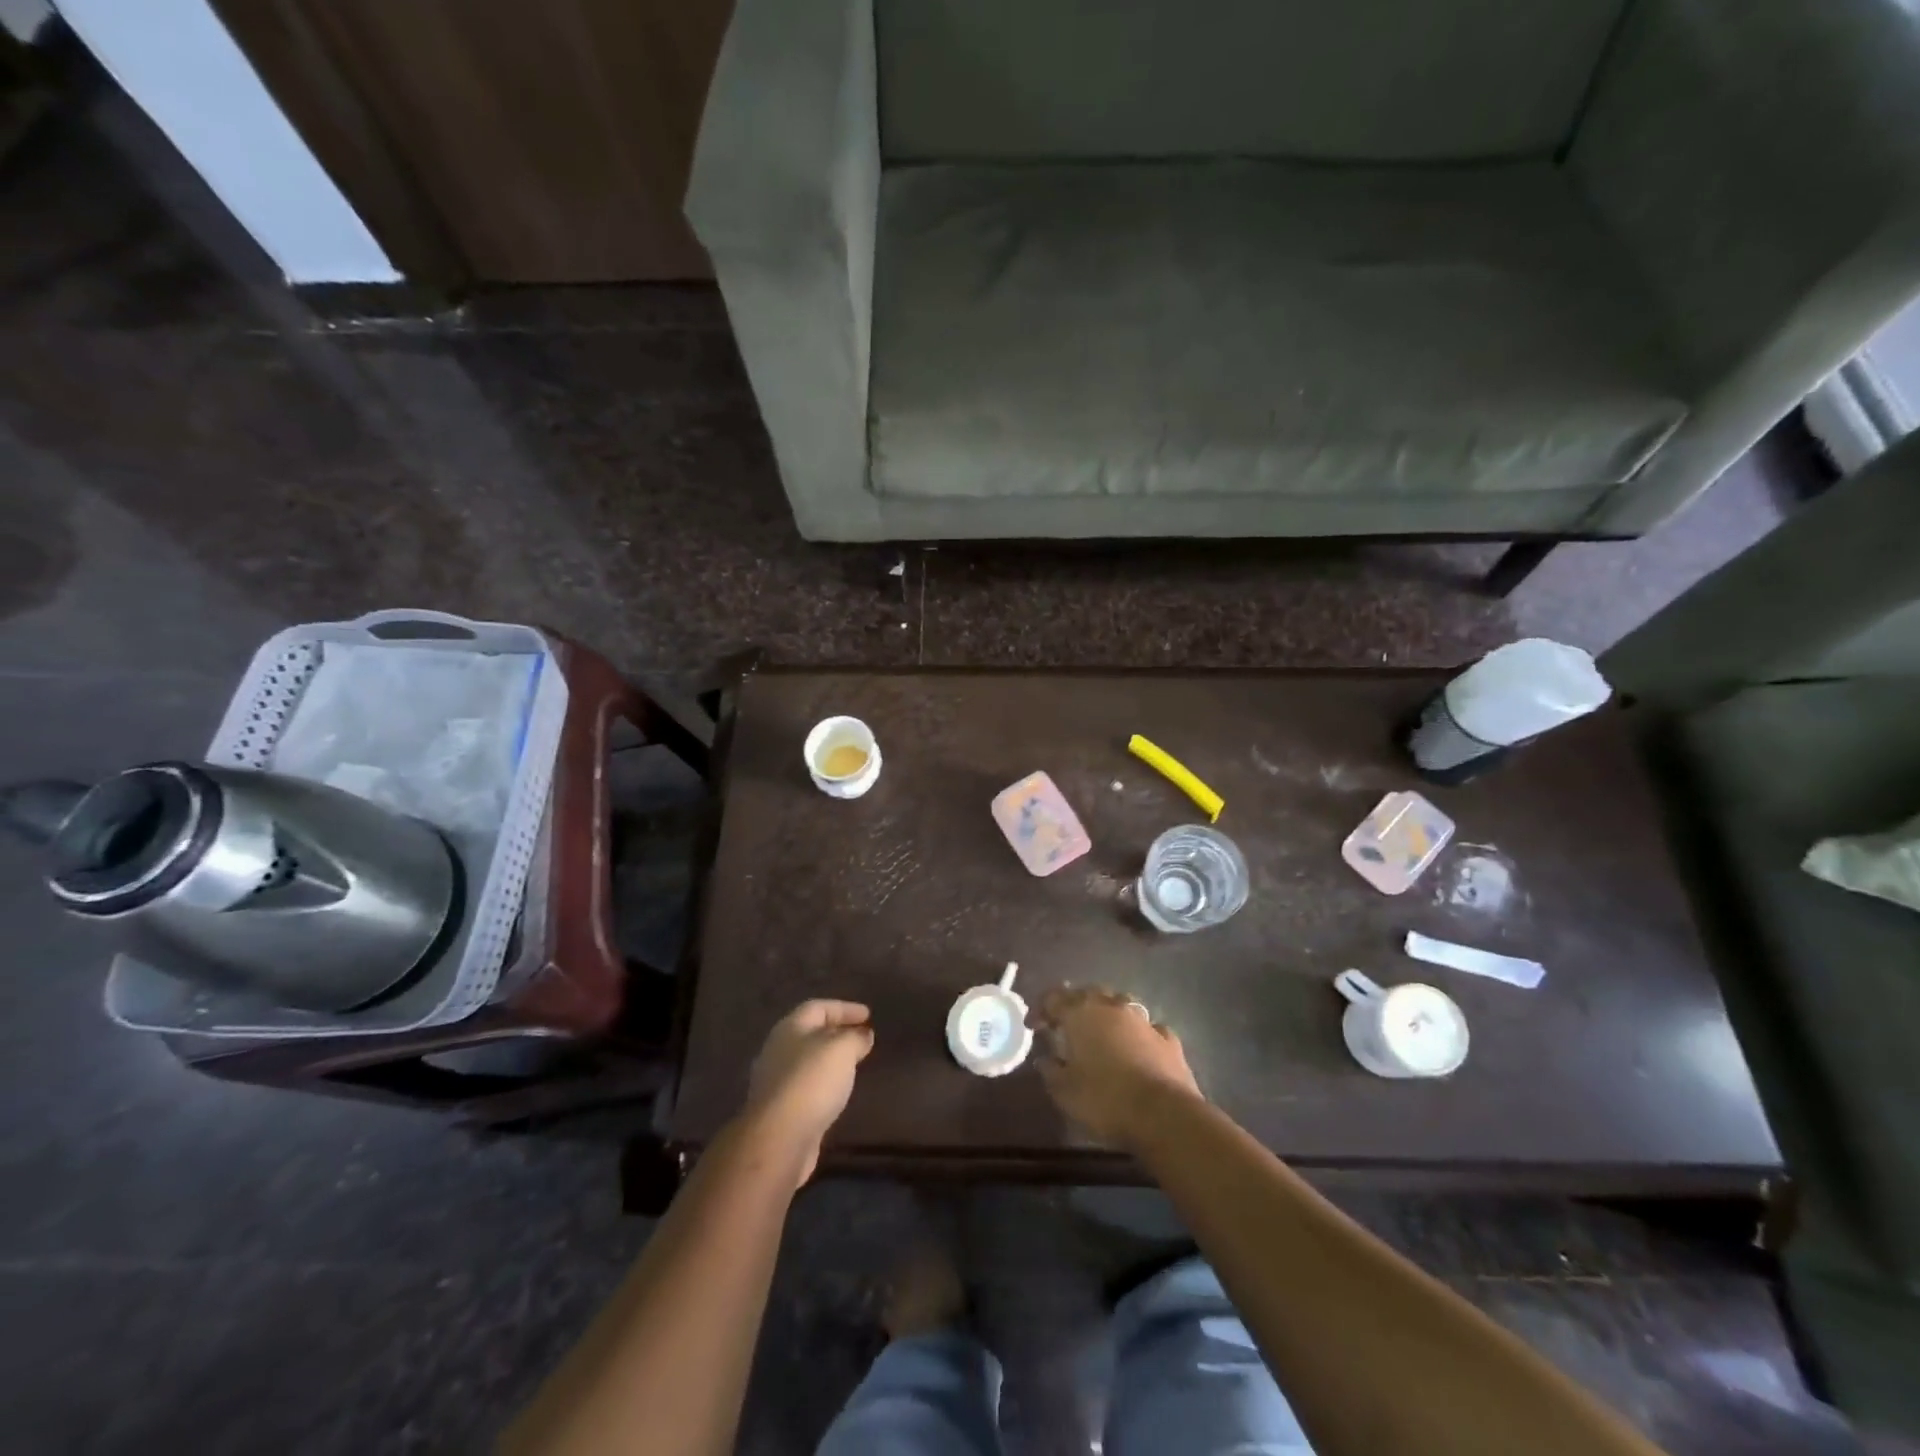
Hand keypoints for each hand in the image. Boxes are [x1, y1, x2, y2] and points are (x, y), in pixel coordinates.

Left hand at [744, 1000, 873, 1185]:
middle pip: (810, 1033)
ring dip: (830, 1060)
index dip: (845, 1008)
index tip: (869, 1016)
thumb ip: (855, 1037)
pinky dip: (824, 1083)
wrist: (779, 1139)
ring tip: (854, 1064)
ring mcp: (775, 1082)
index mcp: (789, 1028)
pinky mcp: (778, 1111)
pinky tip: (837, 1092)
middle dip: (837, 1033)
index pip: (818, 1007)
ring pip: (807, 1062)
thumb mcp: (842, 1049)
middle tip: (862, 1038)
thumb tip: (863, 1035)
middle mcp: (778, 1050)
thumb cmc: (812, 1082)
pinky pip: (806, 1087)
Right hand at [1036, 986, 1201, 1147]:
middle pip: (1088, 994)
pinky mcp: (1167, 1038)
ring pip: (1120, 1003)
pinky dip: (1139, 1033)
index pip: (1054, 998)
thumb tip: (1045, 1059)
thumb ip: (1051, 1071)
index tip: (1034, 1027)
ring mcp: (1142, 1019)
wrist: (1162, 1113)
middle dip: (1075, 1005)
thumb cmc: (1104, 1099)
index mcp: (1080, 1014)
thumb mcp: (1065, 1092)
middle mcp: (1111, 1006)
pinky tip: (1139, 1046)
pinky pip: (1148, 1027)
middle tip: (1067, 1024)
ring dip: (1108, 1013)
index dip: (1041, 1010)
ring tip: (1102, 1031)